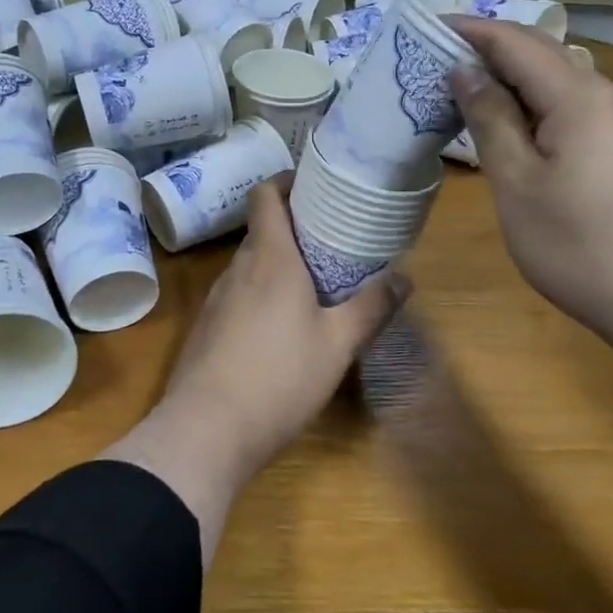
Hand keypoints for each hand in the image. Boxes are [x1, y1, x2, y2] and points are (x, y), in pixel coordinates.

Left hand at [165, 181, 406, 473]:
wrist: (206, 430)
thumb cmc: (280, 377)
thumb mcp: (338, 345)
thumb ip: (372, 308)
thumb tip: (406, 278)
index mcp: (270, 258)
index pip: (265, 195)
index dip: (286, 182)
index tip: (314, 188)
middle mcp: (238, 269)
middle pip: (261, 230)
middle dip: (293, 228)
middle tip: (331, 241)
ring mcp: (216, 299)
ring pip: (249, 265)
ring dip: (277, 264)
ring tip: (312, 282)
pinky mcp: (206, 328)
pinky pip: (237, 294)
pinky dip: (260, 293)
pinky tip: (280, 325)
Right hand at [446, 18, 612, 354]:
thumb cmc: (582, 245)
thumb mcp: (517, 183)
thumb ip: (490, 120)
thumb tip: (466, 71)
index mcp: (577, 95)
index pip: (514, 40)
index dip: (468, 30)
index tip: (423, 29)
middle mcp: (606, 95)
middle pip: (540, 53)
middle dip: (487, 49)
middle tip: (435, 61)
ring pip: (557, 82)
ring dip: (509, 80)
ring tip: (463, 94)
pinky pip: (572, 108)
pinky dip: (533, 106)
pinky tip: (511, 130)